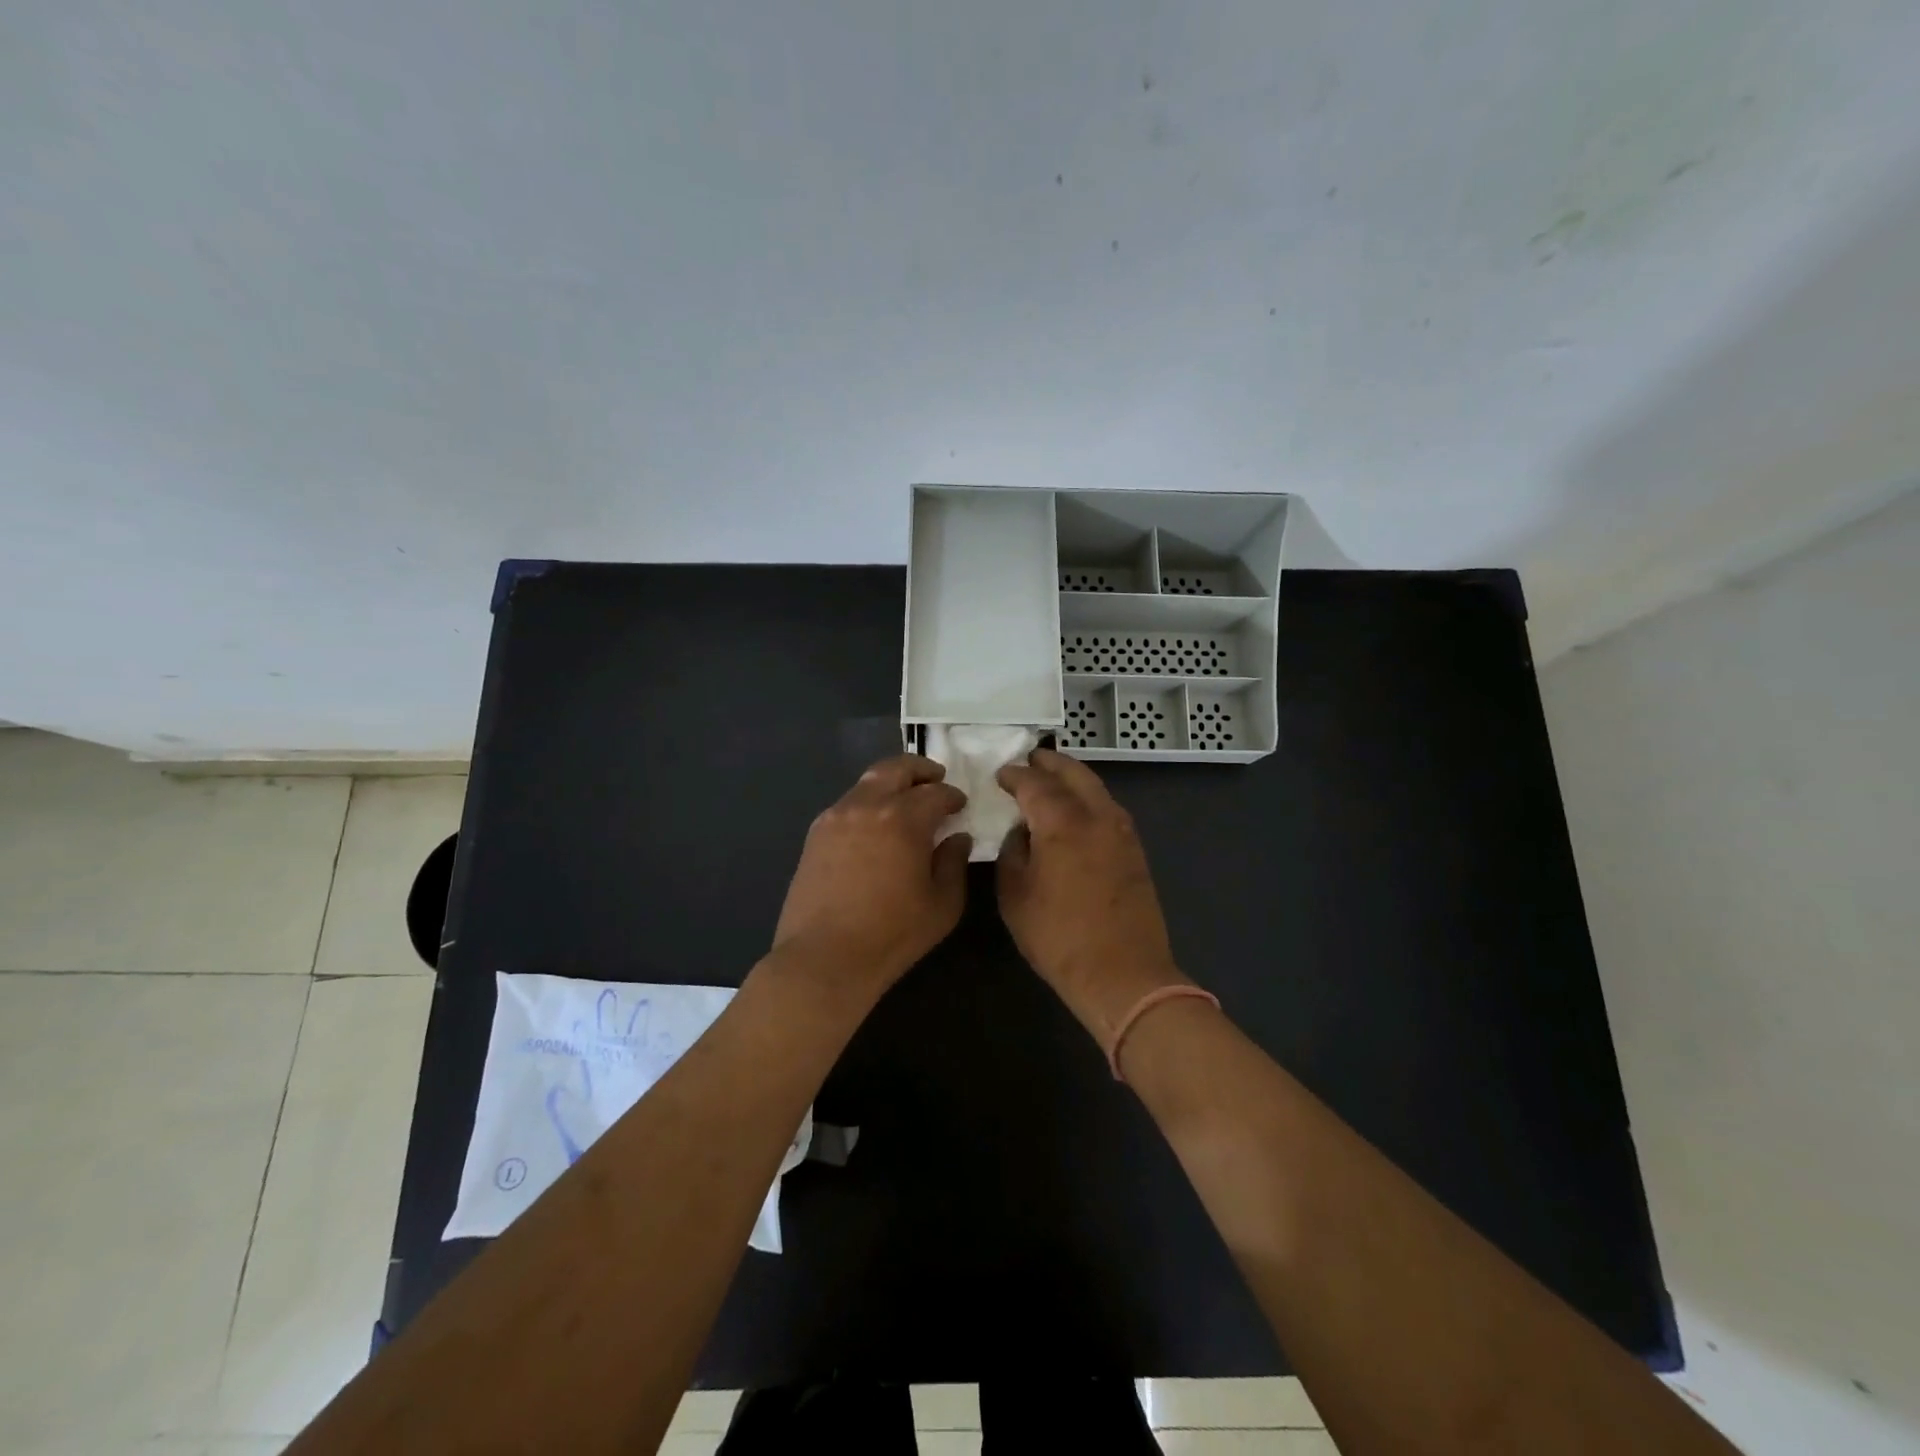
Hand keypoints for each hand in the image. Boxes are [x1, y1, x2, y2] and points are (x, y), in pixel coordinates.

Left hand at [772, 754, 971, 1000]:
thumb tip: (957, 837)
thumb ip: (953, 863)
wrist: (823, 958)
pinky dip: (868, 802)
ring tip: (905, 801)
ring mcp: (835, 817)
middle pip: (895, 769)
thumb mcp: (942, 905)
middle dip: (920, 770)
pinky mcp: (816, 834)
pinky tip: (876, 825)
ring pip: (867, 783)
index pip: (934, 793)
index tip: (960, 805)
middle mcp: (866, 806)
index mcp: (902, 819)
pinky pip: (848, 804)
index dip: (952, 796)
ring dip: (891, 784)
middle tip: (936, 778)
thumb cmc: (891, 935)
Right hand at [995, 749, 1192, 1044]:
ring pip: (1096, 788)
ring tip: (1051, 781)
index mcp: (1062, 822)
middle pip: (1073, 773)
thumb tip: (1022, 832)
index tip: (1001, 775)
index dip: (1015, 775)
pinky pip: (1108, 808)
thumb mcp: (1015, 896)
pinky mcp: (1135, 850)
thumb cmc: (1059, 938)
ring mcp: (1121, 832)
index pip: (1034, 783)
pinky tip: (1075, 811)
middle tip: (1030, 760)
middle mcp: (1097, 816)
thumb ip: (1013, 853)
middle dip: (1050, 763)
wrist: (1123, 974)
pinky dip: (1088, 798)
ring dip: (1072, 778)